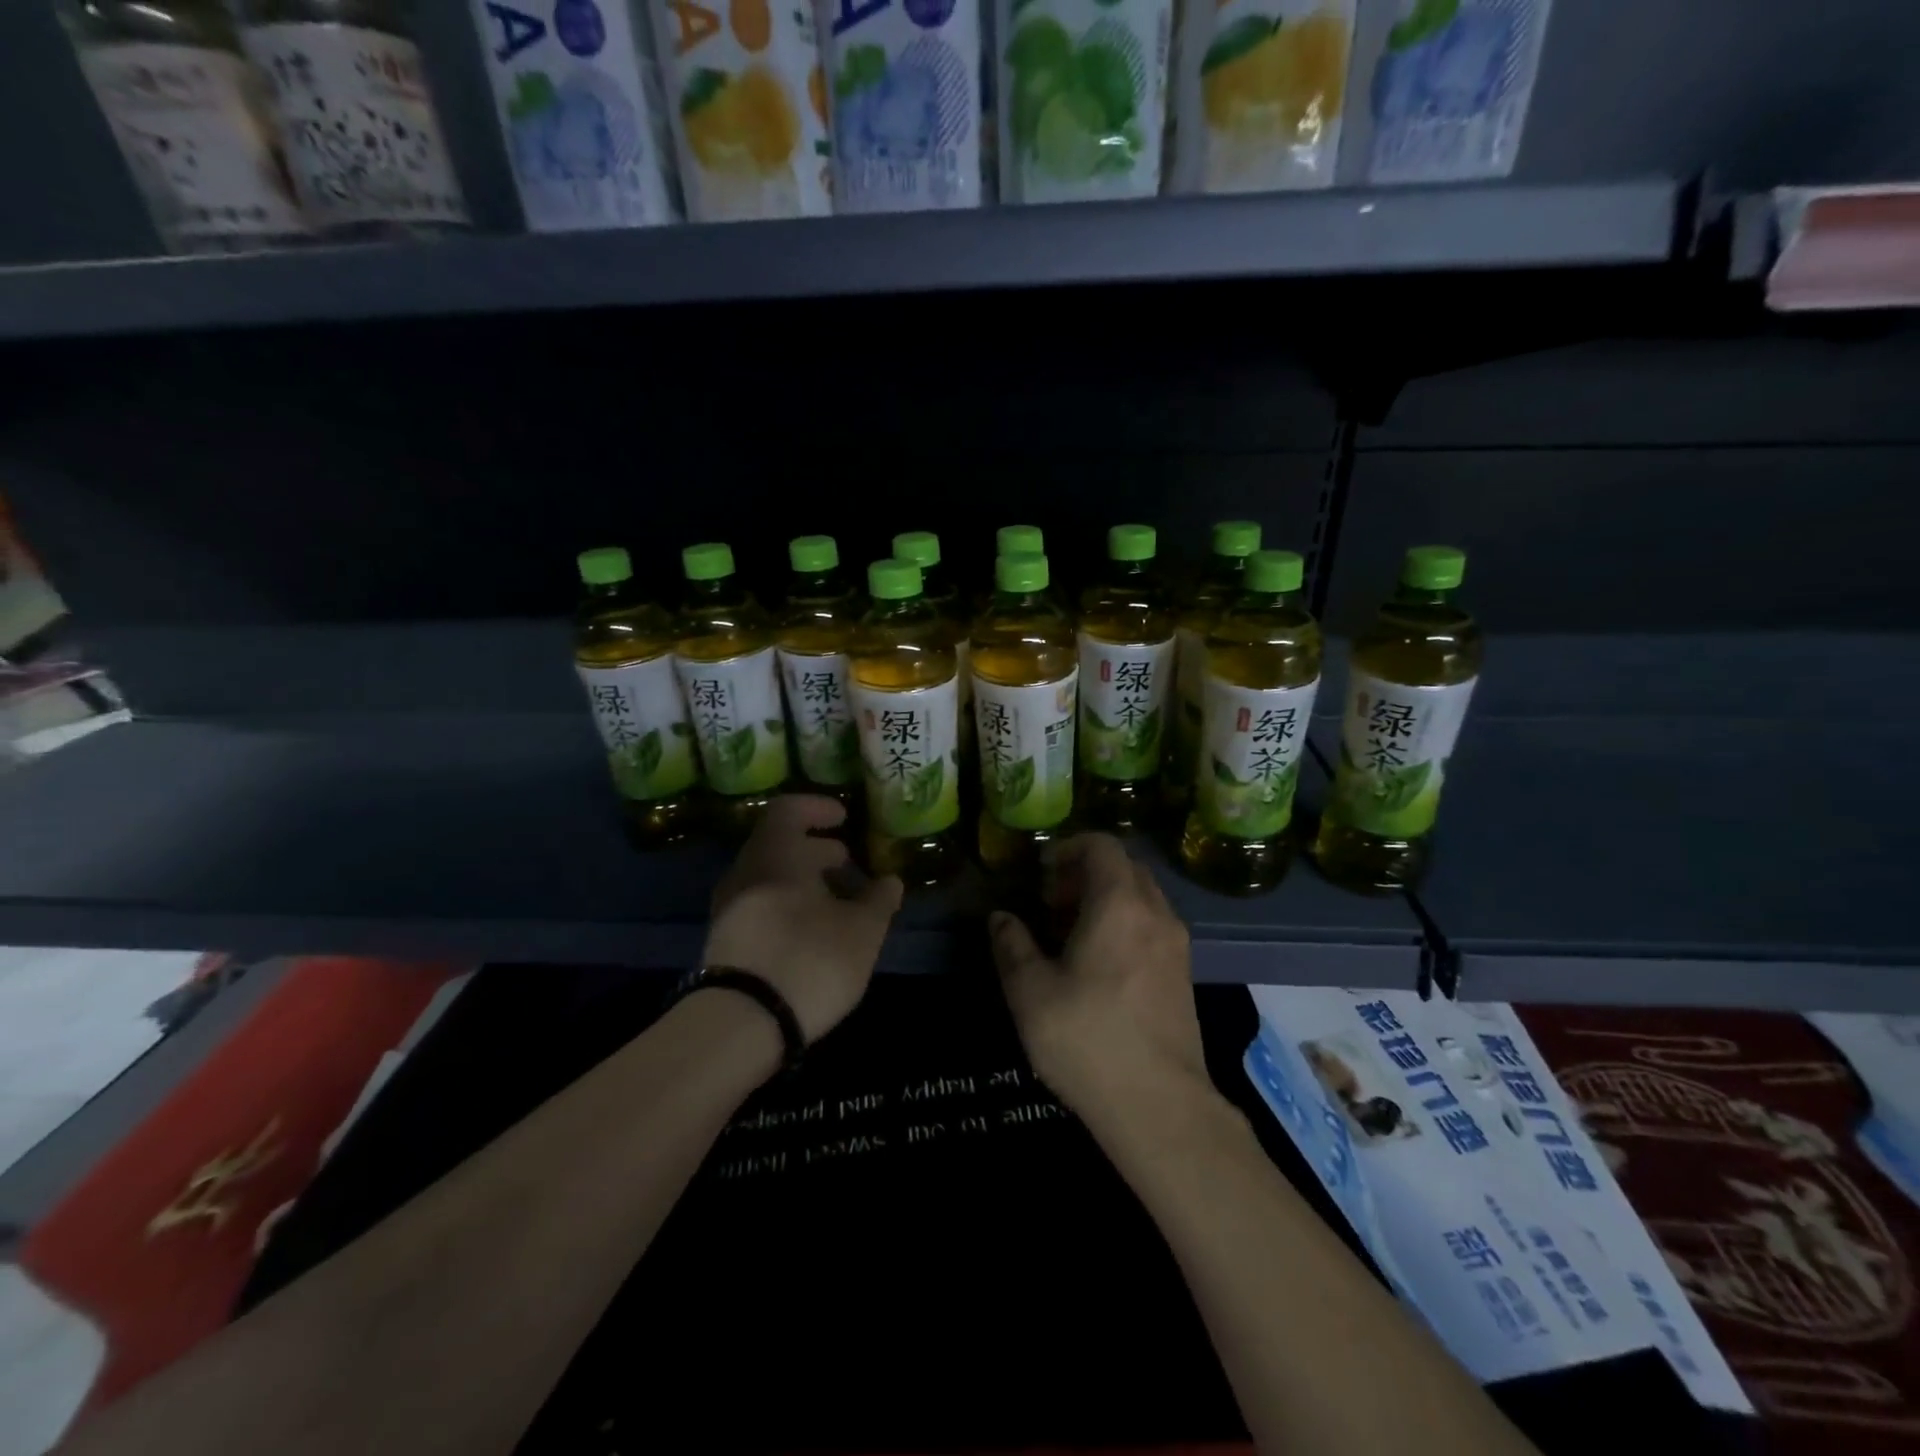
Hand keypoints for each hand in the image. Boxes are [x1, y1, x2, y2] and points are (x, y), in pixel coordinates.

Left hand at [705, 795, 902, 1042]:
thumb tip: (890, 881)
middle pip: (778, 845)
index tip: (843, 818)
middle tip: (847, 863)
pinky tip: (812, 931)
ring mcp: (729, 908)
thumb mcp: (862, 931)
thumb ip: (879, 900)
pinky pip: (760, 905)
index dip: (817, 808)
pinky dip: (787, 905)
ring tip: (837, 902)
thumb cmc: (809, 959)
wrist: (740, 1024)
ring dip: (803, 882)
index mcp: (775, 854)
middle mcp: (746, 872)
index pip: (788, 810)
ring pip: (769, 878)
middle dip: (815, 850)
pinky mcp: (725, 942)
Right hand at [988, 834, 1206, 1120]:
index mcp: (1120, 905)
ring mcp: (1176, 945)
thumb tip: (1001, 917)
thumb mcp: (1030, 992)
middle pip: (1124, 868)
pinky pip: (1152, 925)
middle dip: (1085, 873)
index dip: (1069, 848)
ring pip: (1142, 897)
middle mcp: (1155, 914)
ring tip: (1070, 934)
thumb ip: (1012, 945)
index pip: (1103, 846)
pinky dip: (1125, 923)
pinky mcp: (1184, 975)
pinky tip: (1098, 964)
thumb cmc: (1087, 1039)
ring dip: (1106, 899)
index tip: (1041, 872)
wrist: (1160, 1107)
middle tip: (1051, 902)